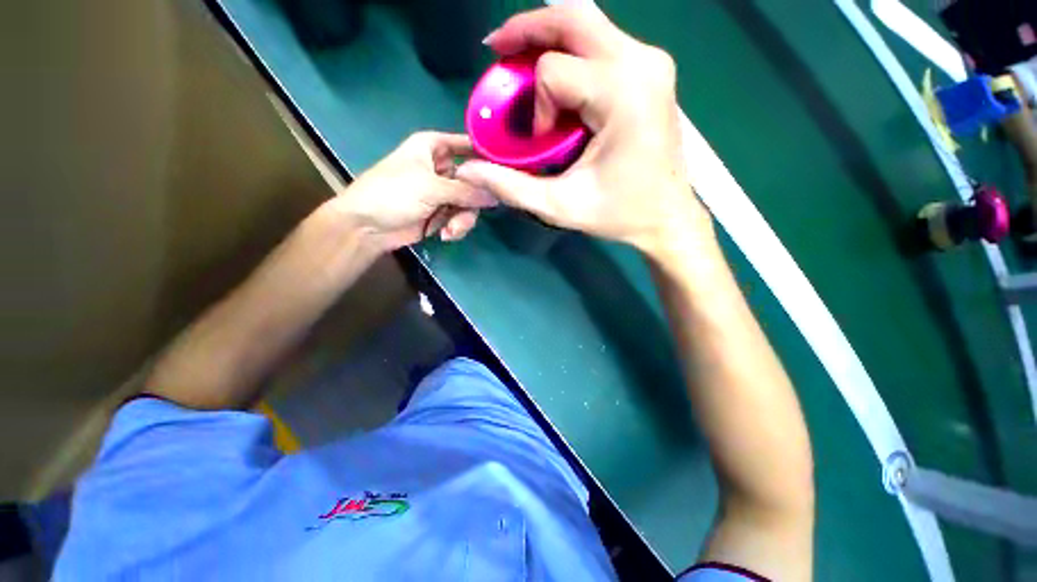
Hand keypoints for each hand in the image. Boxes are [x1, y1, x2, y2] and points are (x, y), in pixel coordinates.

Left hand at [328, 131, 497, 253]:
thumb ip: (466, 191)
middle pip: (474, 179)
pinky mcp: (441, 213)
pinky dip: (455, 227)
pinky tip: (444, 234)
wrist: (367, 227)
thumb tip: (497, 194)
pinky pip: (461, 217)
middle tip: (469, 213)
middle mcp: (441, 167)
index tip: (505, 172)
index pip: (469, 145)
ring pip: (470, 203)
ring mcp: (443, 192)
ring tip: (450, 230)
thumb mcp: (431, 188)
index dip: (487, 156)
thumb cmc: (393, 194)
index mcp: (434, 147)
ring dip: (463, 219)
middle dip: (473, 200)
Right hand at [456, 5, 711, 254]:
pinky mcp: (651, 70)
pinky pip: (602, 43)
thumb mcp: (561, 206)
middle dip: (527, 30)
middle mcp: (642, 63)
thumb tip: (468, 172)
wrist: (667, 216)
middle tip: (497, 50)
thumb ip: (512, 187)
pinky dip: (571, 53)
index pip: (555, 71)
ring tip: (518, 60)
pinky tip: (555, 78)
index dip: (536, 106)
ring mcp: (651, 62)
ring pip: (588, 24)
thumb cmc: (619, 214)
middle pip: (573, 18)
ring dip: (547, 38)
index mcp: (622, 94)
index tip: (543, 142)